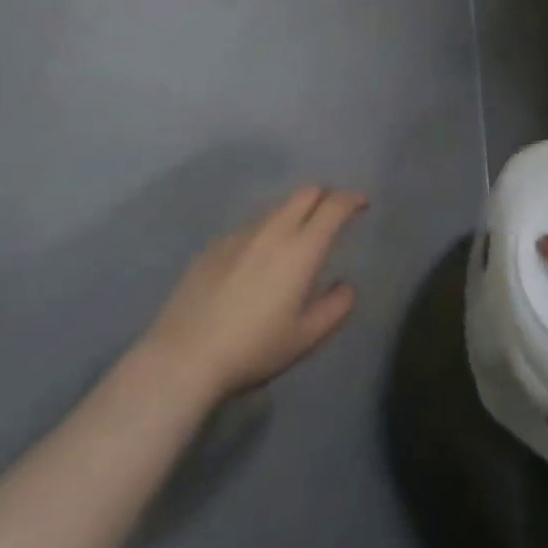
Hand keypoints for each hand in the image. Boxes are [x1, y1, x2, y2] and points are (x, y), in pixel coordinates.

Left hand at [145, 186, 365, 399]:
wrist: (185, 355)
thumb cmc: (254, 348)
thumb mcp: (306, 337)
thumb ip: (336, 307)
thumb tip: (346, 285)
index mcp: (301, 249)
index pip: (334, 206)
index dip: (352, 199)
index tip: (362, 204)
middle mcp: (272, 230)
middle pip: (305, 192)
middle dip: (326, 195)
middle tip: (334, 215)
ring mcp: (239, 234)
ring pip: (276, 207)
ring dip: (295, 212)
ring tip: (297, 240)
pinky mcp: (214, 245)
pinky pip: (250, 226)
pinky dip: (266, 231)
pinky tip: (258, 261)